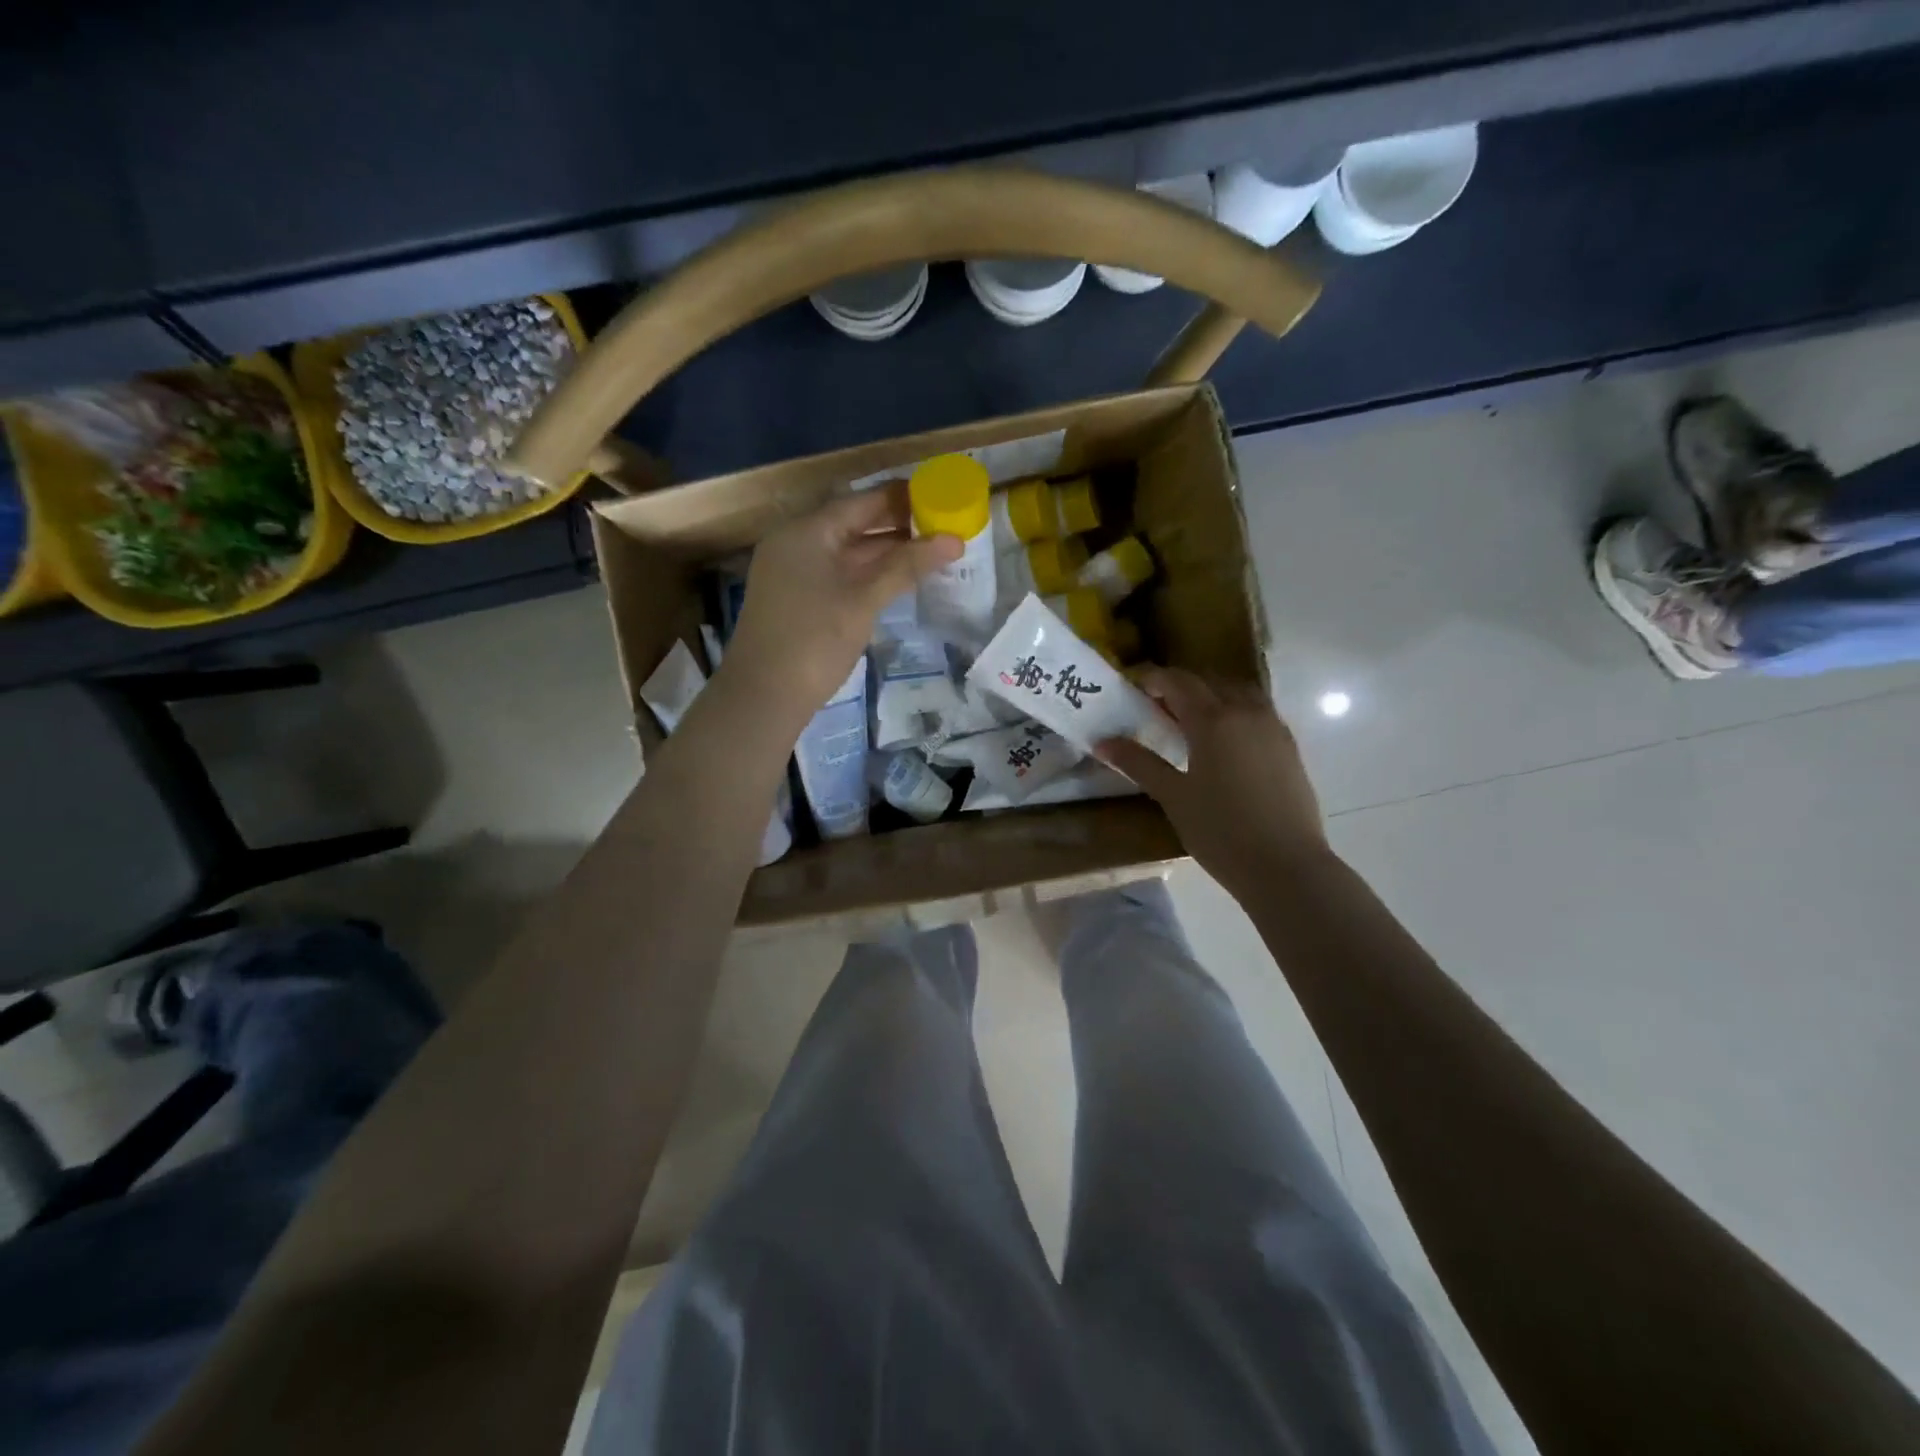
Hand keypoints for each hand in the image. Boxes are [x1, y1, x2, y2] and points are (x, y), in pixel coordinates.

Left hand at [723, 486, 960, 718]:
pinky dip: (869, 572)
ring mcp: (795, 572)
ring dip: (887, 551)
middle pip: (854, 523)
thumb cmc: (814, 640)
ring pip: (848, 551)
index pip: (861, 501)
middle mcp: (797, 543)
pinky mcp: (798, 599)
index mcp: (806, 531)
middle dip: (898, 525)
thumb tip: (955, 541)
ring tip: (932, 551)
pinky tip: (899, 579)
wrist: (764, 696)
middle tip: (944, 525)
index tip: (941, 495)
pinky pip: (840, 573)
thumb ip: (907, 566)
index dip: (902, 497)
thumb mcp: (864, 600)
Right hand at [1099, 666, 1328, 890]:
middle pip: (1209, 682)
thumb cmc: (1221, 831)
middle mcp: (1246, 712)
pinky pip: (1257, 711)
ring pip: (1238, 692)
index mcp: (1213, 719)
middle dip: (1180, 686)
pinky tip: (1223, 741)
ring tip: (1190, 721)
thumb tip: (1103, 743)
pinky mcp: (1289, 746)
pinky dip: (1234, 711)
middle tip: (1155, 706)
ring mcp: (1273, 727)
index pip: (1178, 682)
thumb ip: (1139, 763)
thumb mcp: (1173, 796)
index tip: (1133, 684)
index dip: (1153, 678)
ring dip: (1211, 695)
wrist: (1286, 866)